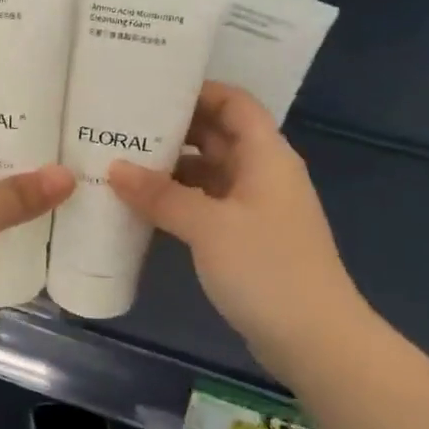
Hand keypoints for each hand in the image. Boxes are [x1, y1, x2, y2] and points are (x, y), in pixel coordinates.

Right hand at [107, 82, 370, 367]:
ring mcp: (254, 208)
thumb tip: (114, 167)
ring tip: (121, 162)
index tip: (149, 89)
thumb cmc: (267, 269)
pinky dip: (177, 200)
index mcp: (265, 156)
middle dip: (173, 128)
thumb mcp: (208, 226)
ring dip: (171, 167)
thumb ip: (160, 194)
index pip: (233, 103)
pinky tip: (142, 206)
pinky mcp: (245, 238)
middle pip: (216, 135)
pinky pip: (206, 204)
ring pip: (208, 172)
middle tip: (121, 124)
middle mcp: (262, 173)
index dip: (197, 91)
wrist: (314, 340)